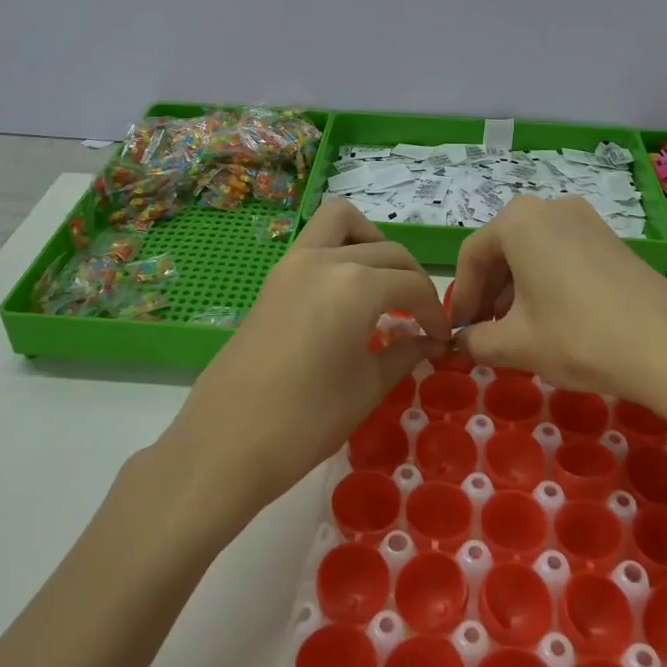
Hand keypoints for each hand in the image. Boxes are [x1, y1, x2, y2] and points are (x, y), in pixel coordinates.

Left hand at [160, 201, 448, 524]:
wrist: (226, 443)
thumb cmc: (306, 421)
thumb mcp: (368, 386)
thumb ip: (406, 352)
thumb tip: (431, 341)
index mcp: (356, 285)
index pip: (412, 285)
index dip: (433, 311)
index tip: (440, 338)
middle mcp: (326, 259)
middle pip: (387, 251)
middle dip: (411, 280)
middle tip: (418, 320)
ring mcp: (294, 262)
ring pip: (344, 223)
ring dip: (372, 243)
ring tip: (382, 286)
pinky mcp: (275, 276)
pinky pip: (317, 241)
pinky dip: (342, 249)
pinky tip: (349, 294)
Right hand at [448, 194, 666, 399]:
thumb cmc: (577, 336)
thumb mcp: (516, 344)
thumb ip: (477, 341)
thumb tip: (464, 343)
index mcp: (518, 221)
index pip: (472, 257)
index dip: (463, 298)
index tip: (459, 333)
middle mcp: (549, 207)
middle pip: (503, 249)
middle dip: (490, 293)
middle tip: (486, 334)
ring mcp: (584, 218)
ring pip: (533, 251)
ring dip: (517, 289)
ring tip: (519, 332)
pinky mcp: (609, 237)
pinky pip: (562, 254)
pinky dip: (547, 281)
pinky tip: (554, 319)